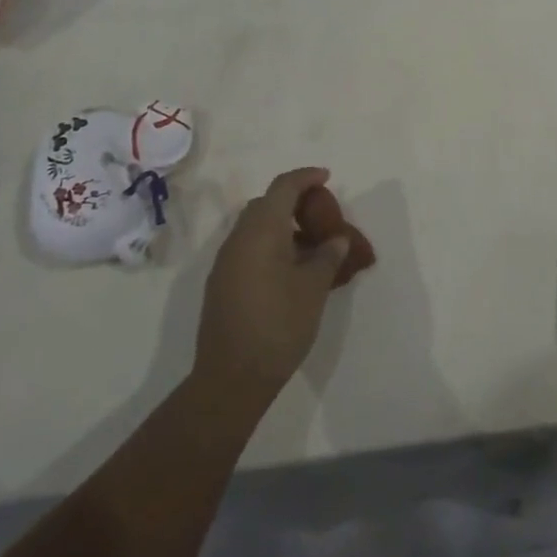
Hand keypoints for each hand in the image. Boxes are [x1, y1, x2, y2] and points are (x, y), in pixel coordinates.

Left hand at [194, 167, 358, 405]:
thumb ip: (328, 255)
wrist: (231, 378)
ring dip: (281, 225)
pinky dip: (269, 245)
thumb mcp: (314, 287)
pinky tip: (290, 269)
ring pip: (255, 227)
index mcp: (261, 231)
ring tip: (310, 244)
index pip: (283, 187)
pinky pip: (248, 248)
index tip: (327, 177)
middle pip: (266, 204)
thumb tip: (336, 238)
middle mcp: (238, 239)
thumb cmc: (279, 324)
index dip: (306, 177)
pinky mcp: (221, 284)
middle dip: (293, 201)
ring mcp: (225, 262)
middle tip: (320, 214)